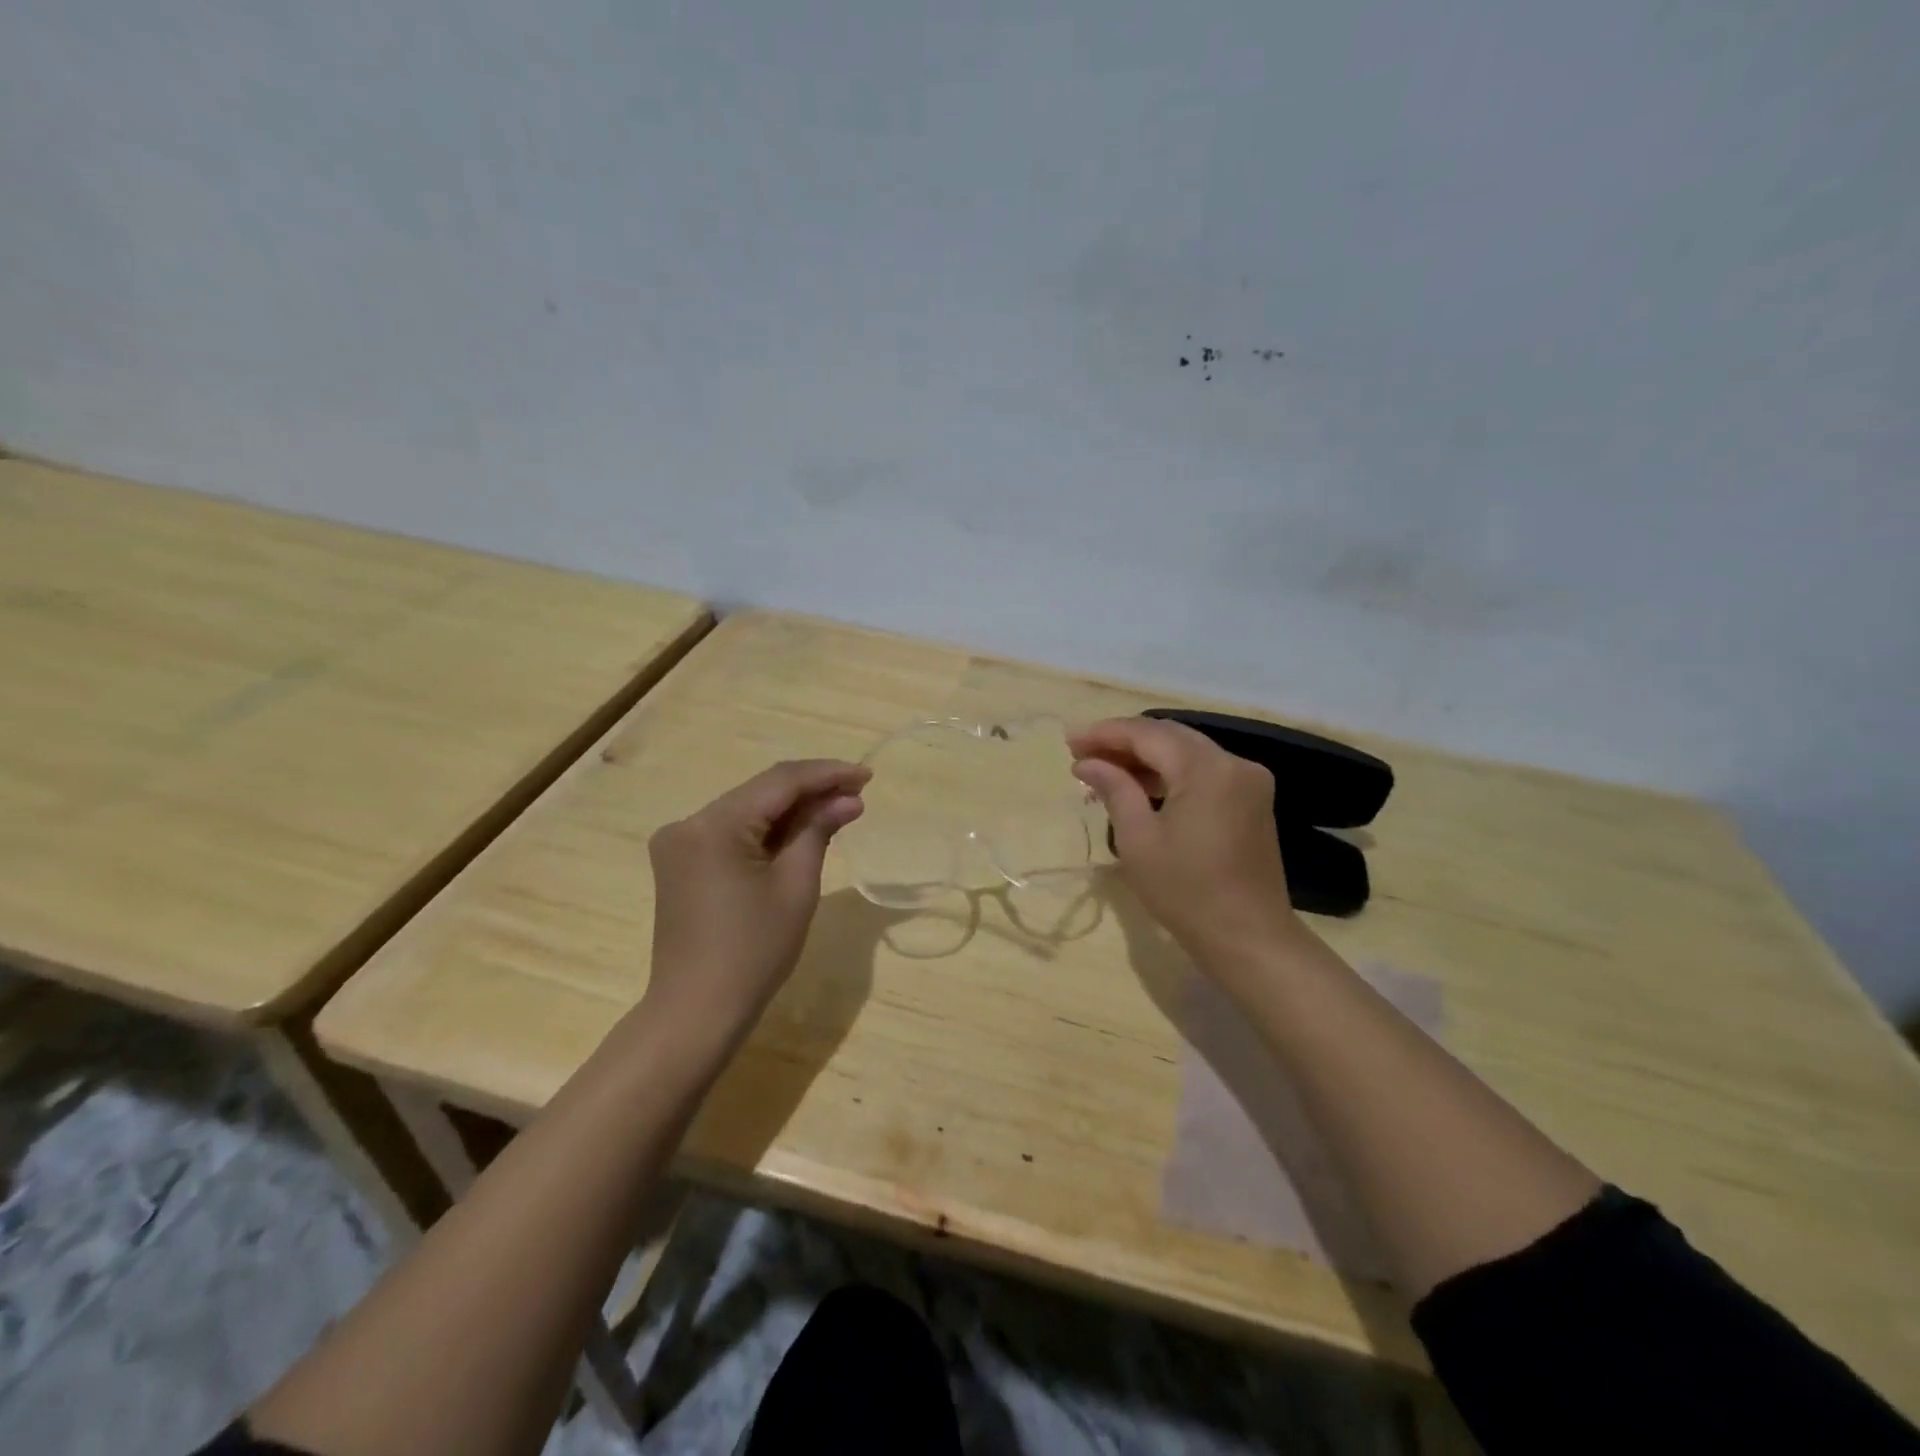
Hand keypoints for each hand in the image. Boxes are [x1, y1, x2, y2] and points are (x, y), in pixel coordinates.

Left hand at [645, 759, 868, 1036]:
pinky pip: (732, 833)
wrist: (697, 1011)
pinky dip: (768, 831)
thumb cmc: (754, 951)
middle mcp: (689, 823)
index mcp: (713, 825)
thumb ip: (818, 830)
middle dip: (811, 791)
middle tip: (858, 794)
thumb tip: (848, 799)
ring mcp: (680, 843)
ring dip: (791, 810)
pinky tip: (801, 832)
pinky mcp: (681, 863)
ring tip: (839, 809)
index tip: (866, 775)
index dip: (826, 774)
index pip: (779, 782)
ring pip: (747, 811)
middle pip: (761, 793)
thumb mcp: (796, 886)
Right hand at [1069, 717, 1307, 974]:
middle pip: (1169, 736)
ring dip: (1145, 757)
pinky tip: (1139, 785)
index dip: (1105, 733)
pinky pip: (1203, 771)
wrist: (1248, 937)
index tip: (1069, 742)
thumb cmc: (1186, 892)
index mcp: (1207, 769)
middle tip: (1081, 753)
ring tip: (1103, 770)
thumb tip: (1087, 762)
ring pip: (1187, 751)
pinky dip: (1170, 773)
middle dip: (1123, 741)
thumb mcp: (1139, 840)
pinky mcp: (1251, 800)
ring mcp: (1248, 780)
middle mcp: (1233, 763)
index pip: (1147, 734)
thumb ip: (1114, 789)